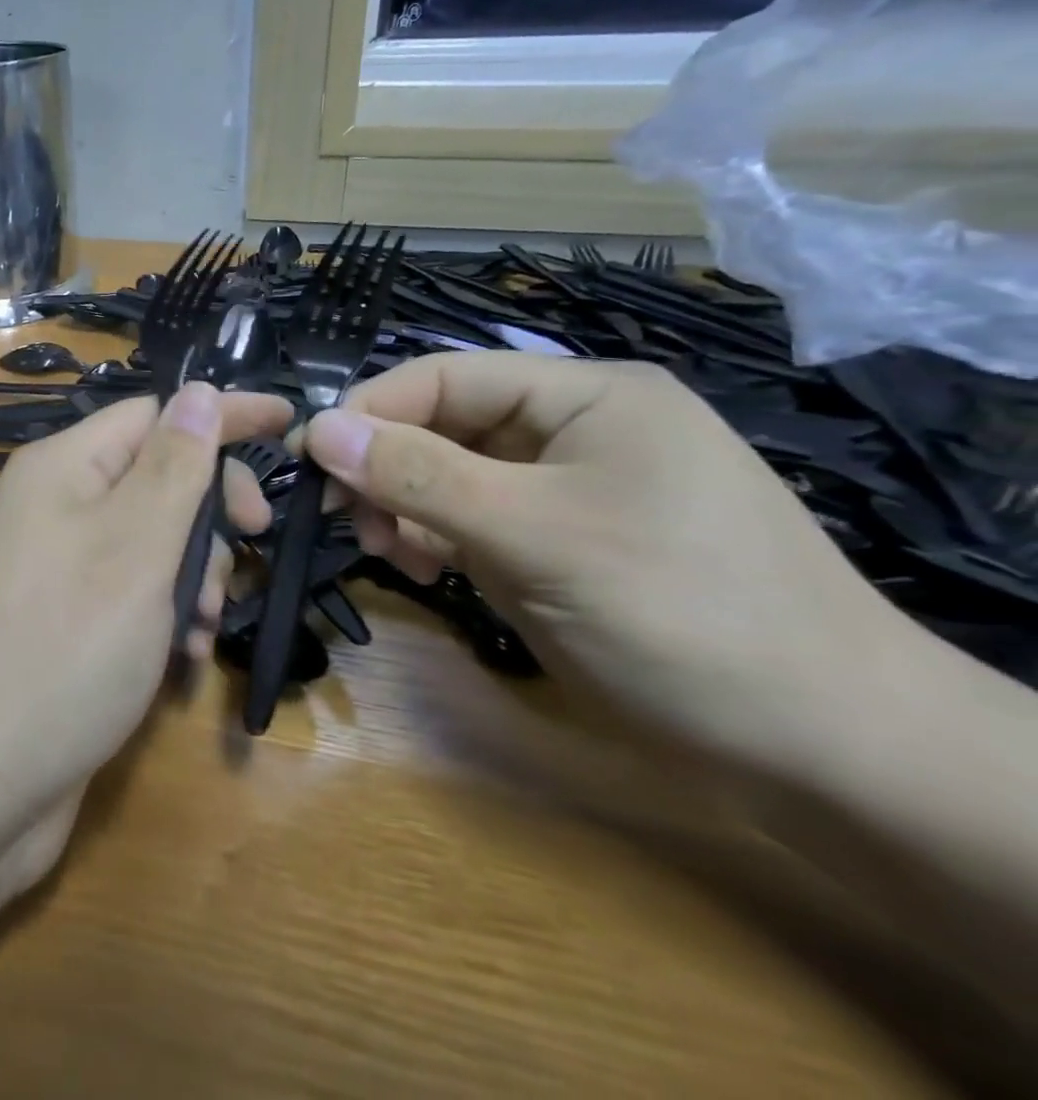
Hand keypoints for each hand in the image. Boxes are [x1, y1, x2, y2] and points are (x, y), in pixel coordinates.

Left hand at [0, 382, 291, 885]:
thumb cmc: (63, 649)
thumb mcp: (134, 547)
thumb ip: (174, 467)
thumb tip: (199, 391)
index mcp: (61, 467)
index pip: (156, 414)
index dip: (221, 415)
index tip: (289, 421)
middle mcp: (53, 506)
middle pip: (156, 476)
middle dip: (209, 511)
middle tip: (249, 545)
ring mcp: (55, 566)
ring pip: (151, 539)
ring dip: (193, 571)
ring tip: (203, 623)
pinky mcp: (62, 621)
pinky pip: (130, 591)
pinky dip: (165, 612)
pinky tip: (184, 654)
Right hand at [301, 352, 927, 773]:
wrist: (820, 751)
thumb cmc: (677, 611)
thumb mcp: (534, 534)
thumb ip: (419, 476)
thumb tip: (318, 430)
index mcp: (584, 395)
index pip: (445, 377)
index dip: (372, 411)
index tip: (310, 460)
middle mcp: (570, 431)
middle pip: (444, 427)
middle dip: (387, 469)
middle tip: (345, 520)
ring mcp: (564, 492)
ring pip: (450, 478)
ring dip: (405, 508)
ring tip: (384, 551)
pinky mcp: (558, 545)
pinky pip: (472, 522)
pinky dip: (436, 541)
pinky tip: (424, 571)